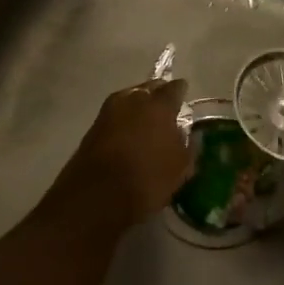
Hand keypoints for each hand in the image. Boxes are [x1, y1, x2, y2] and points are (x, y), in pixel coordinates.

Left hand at [51, 78, 192, 228]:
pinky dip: (123, 120)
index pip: (175, 88)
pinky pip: (115, 115)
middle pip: (149, 88)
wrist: (96, 196)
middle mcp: (134, 99)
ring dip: (138, 106)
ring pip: (129, 99)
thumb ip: (188, 146)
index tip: (184, 95)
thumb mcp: (179, 168)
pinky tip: (127, 132)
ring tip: (145, 119)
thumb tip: (191, 135)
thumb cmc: (146, 180)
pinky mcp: (93, 126)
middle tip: (164, 106)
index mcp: (159, 105)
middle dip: (158, 94)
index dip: (181, 91)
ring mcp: (110, 110)